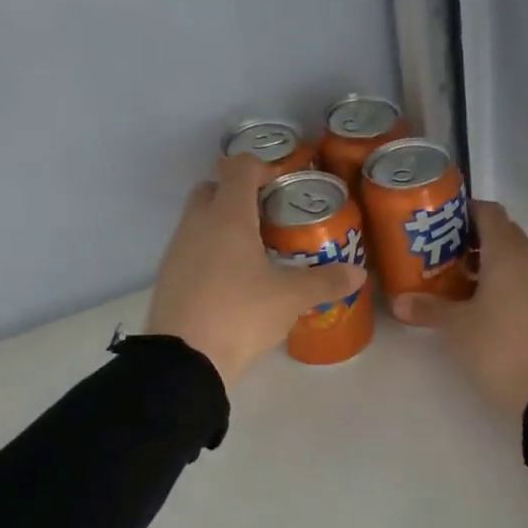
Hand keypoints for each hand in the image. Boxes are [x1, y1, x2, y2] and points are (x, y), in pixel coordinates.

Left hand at [145, 155, 367, 391]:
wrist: (184, 360)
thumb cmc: (240, 314)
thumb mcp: (291, 298)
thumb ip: (326, 281)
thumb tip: (358, 273)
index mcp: (228, 216)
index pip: (239, 168)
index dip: (262, 167)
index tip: (284, 185)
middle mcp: (197, 224)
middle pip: (212, 189)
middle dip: (238, 194)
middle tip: (269, 217)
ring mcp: (177, 250)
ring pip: (199, 220)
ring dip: (223, 225)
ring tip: (256, 252)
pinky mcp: (168, 277)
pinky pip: (192, 249)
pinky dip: (211, 252)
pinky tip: (233, 281)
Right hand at [390, 200, 527, 415]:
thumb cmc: (499, 347)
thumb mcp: (458, 327)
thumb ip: (428, 309)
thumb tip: (398, 301)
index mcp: (507, 254)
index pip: (489, 212)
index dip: (464, 211)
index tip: (439, 222)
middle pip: (503, 233)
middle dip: (472, 238)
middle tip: (441, 252)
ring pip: (514, 258)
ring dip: (488, 262)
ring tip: (456, 280)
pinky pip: (524, 279)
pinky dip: (503, 281)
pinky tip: (481, 305)